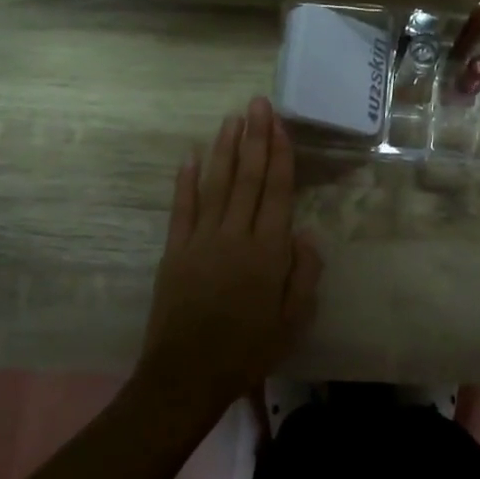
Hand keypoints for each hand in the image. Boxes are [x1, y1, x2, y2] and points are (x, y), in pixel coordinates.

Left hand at [134, 98, 323, 420]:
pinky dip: (186, 181)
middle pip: (248, 178)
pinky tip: (190, 157)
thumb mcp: (294, 320)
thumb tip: (305, 234)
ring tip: (232, 119)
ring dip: (225, 149)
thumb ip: (304, 274)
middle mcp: (235, 235)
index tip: (279, 124)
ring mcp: (201, 240)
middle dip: (254, 138)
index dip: (279, 154)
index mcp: (268, 251)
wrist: (187, 374)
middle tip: (256, 103)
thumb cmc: (249, 350)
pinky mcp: (174, 251)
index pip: (277, 191)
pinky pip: (182, 208)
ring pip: (216, 184)